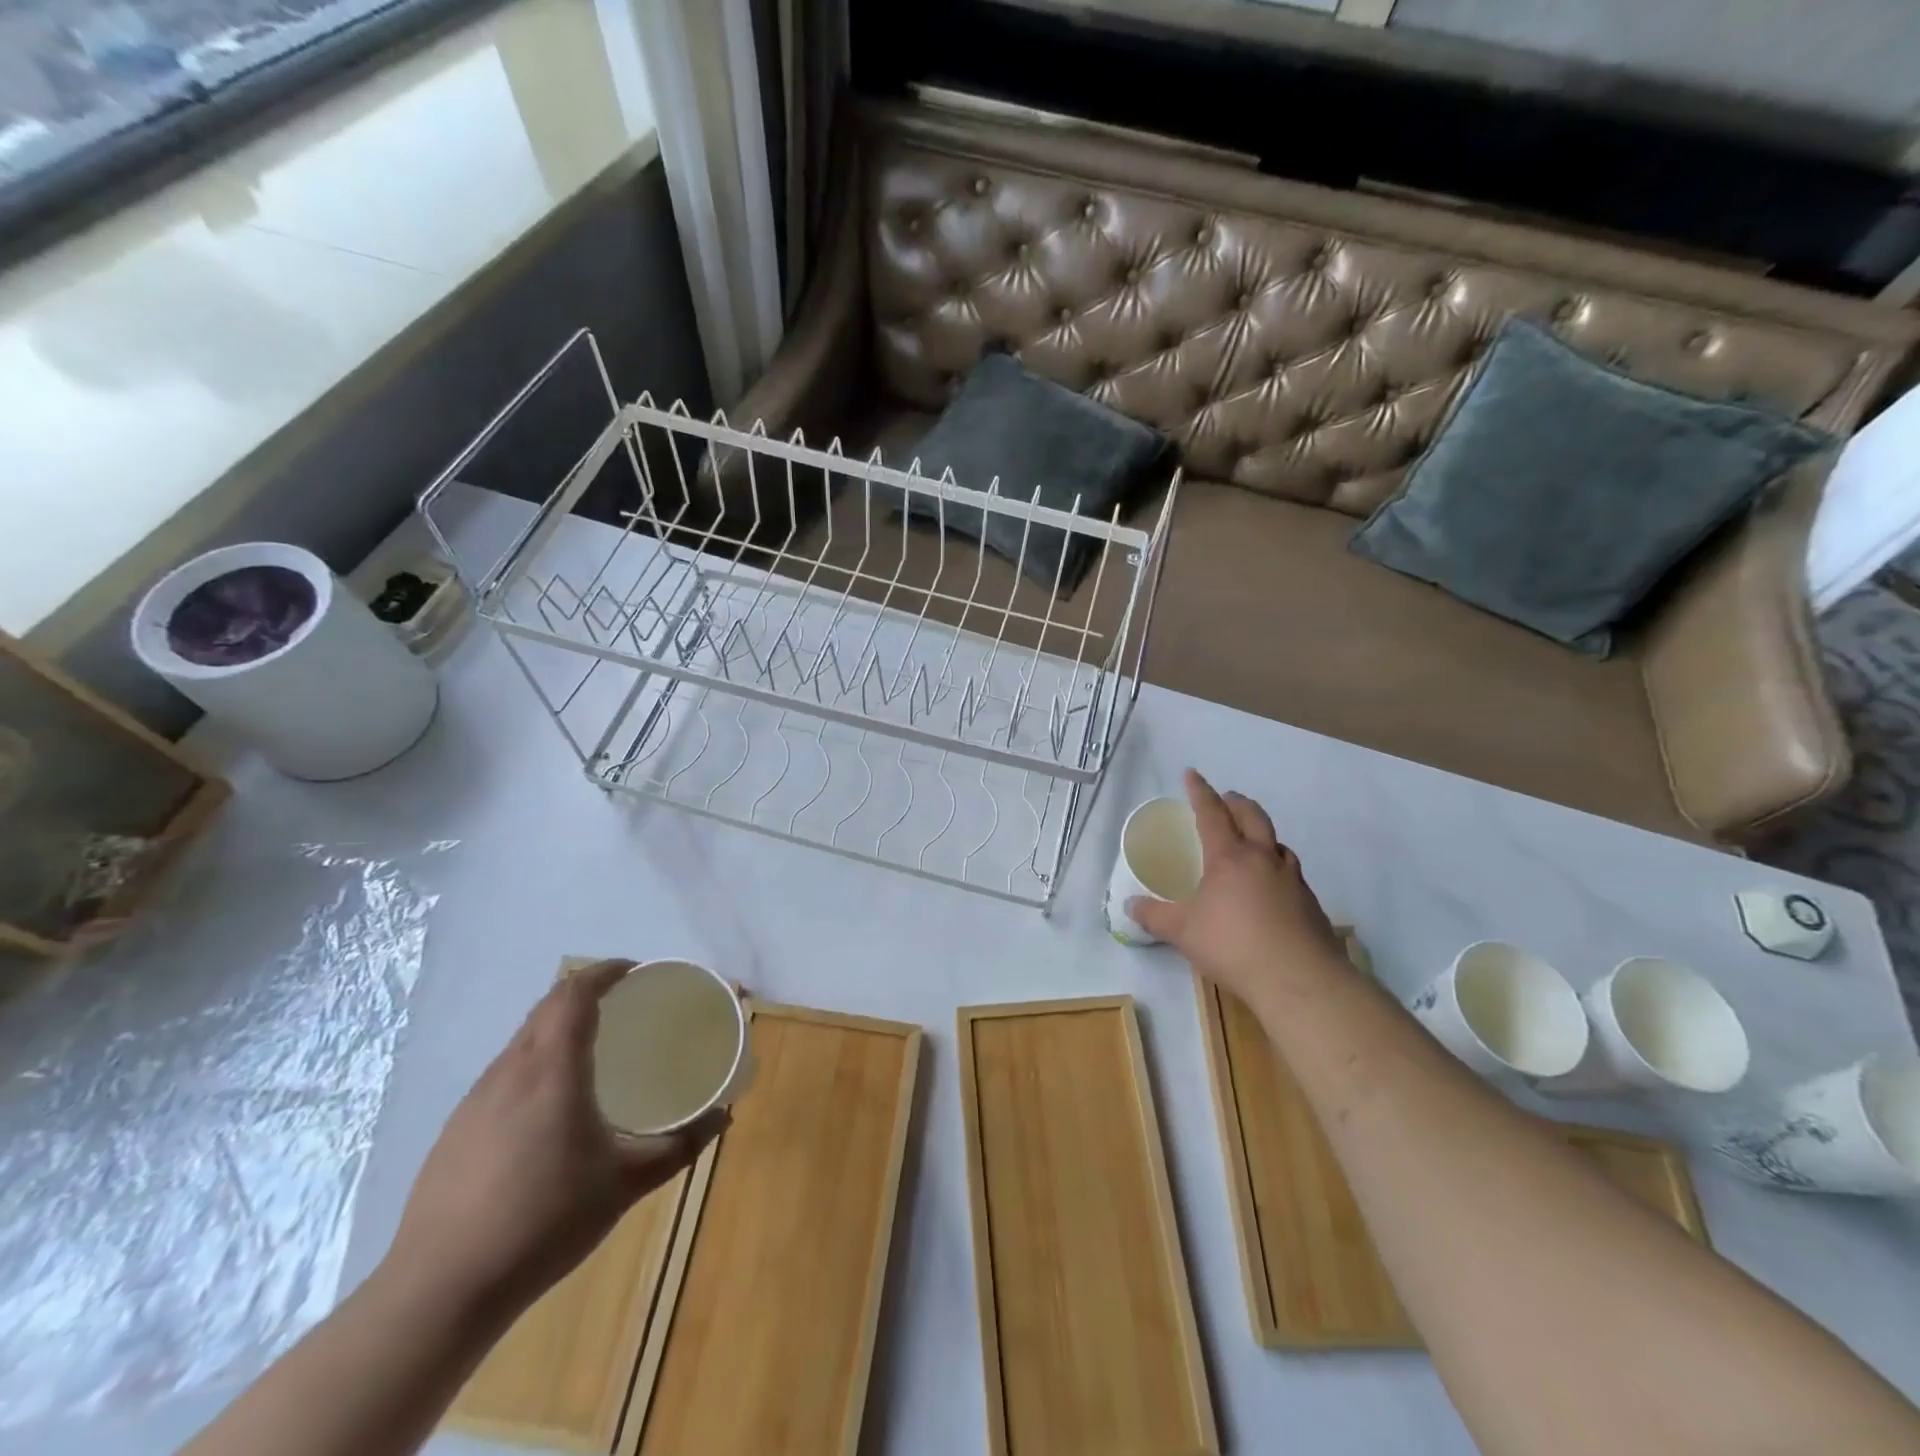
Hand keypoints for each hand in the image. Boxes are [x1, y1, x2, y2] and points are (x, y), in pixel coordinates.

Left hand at [382, 960, 726, 1315]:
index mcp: (552, 1070)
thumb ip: (678, 1147)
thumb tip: (721, 1118)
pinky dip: (534, 1066)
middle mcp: (510, 1071)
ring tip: (591, 1055)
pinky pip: (503, 1074)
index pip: (574, 993)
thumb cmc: (543, 1223)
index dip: (604, 972)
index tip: (635, 973)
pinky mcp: (455, 1130)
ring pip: (522, 1041)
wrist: (439, 1291)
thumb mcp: (625, 1185)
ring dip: (557, 1030)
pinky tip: (548, 1111)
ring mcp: (475, 1101)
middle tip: (623, 1008)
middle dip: (584, 994)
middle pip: (546, 1008)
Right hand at [1128, 770, 1344, 1011]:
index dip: (1200, 792)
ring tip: (1252, 842)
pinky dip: (1276, 866)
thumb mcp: (1182, 932)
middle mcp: (1263, 858)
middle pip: (1252, 817)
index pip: (1211, 813)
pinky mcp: (1310, 903)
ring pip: (1277, 843)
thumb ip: (1155, 916)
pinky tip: (1271, 887)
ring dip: (1262, 834)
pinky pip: (1290, 872)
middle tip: (1226, 799)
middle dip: (1237, 803)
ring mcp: (1292, 879)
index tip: (1192, 774)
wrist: (1299, 980)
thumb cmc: (1233, 945)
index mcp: (1229, 857)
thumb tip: (1130, 906)